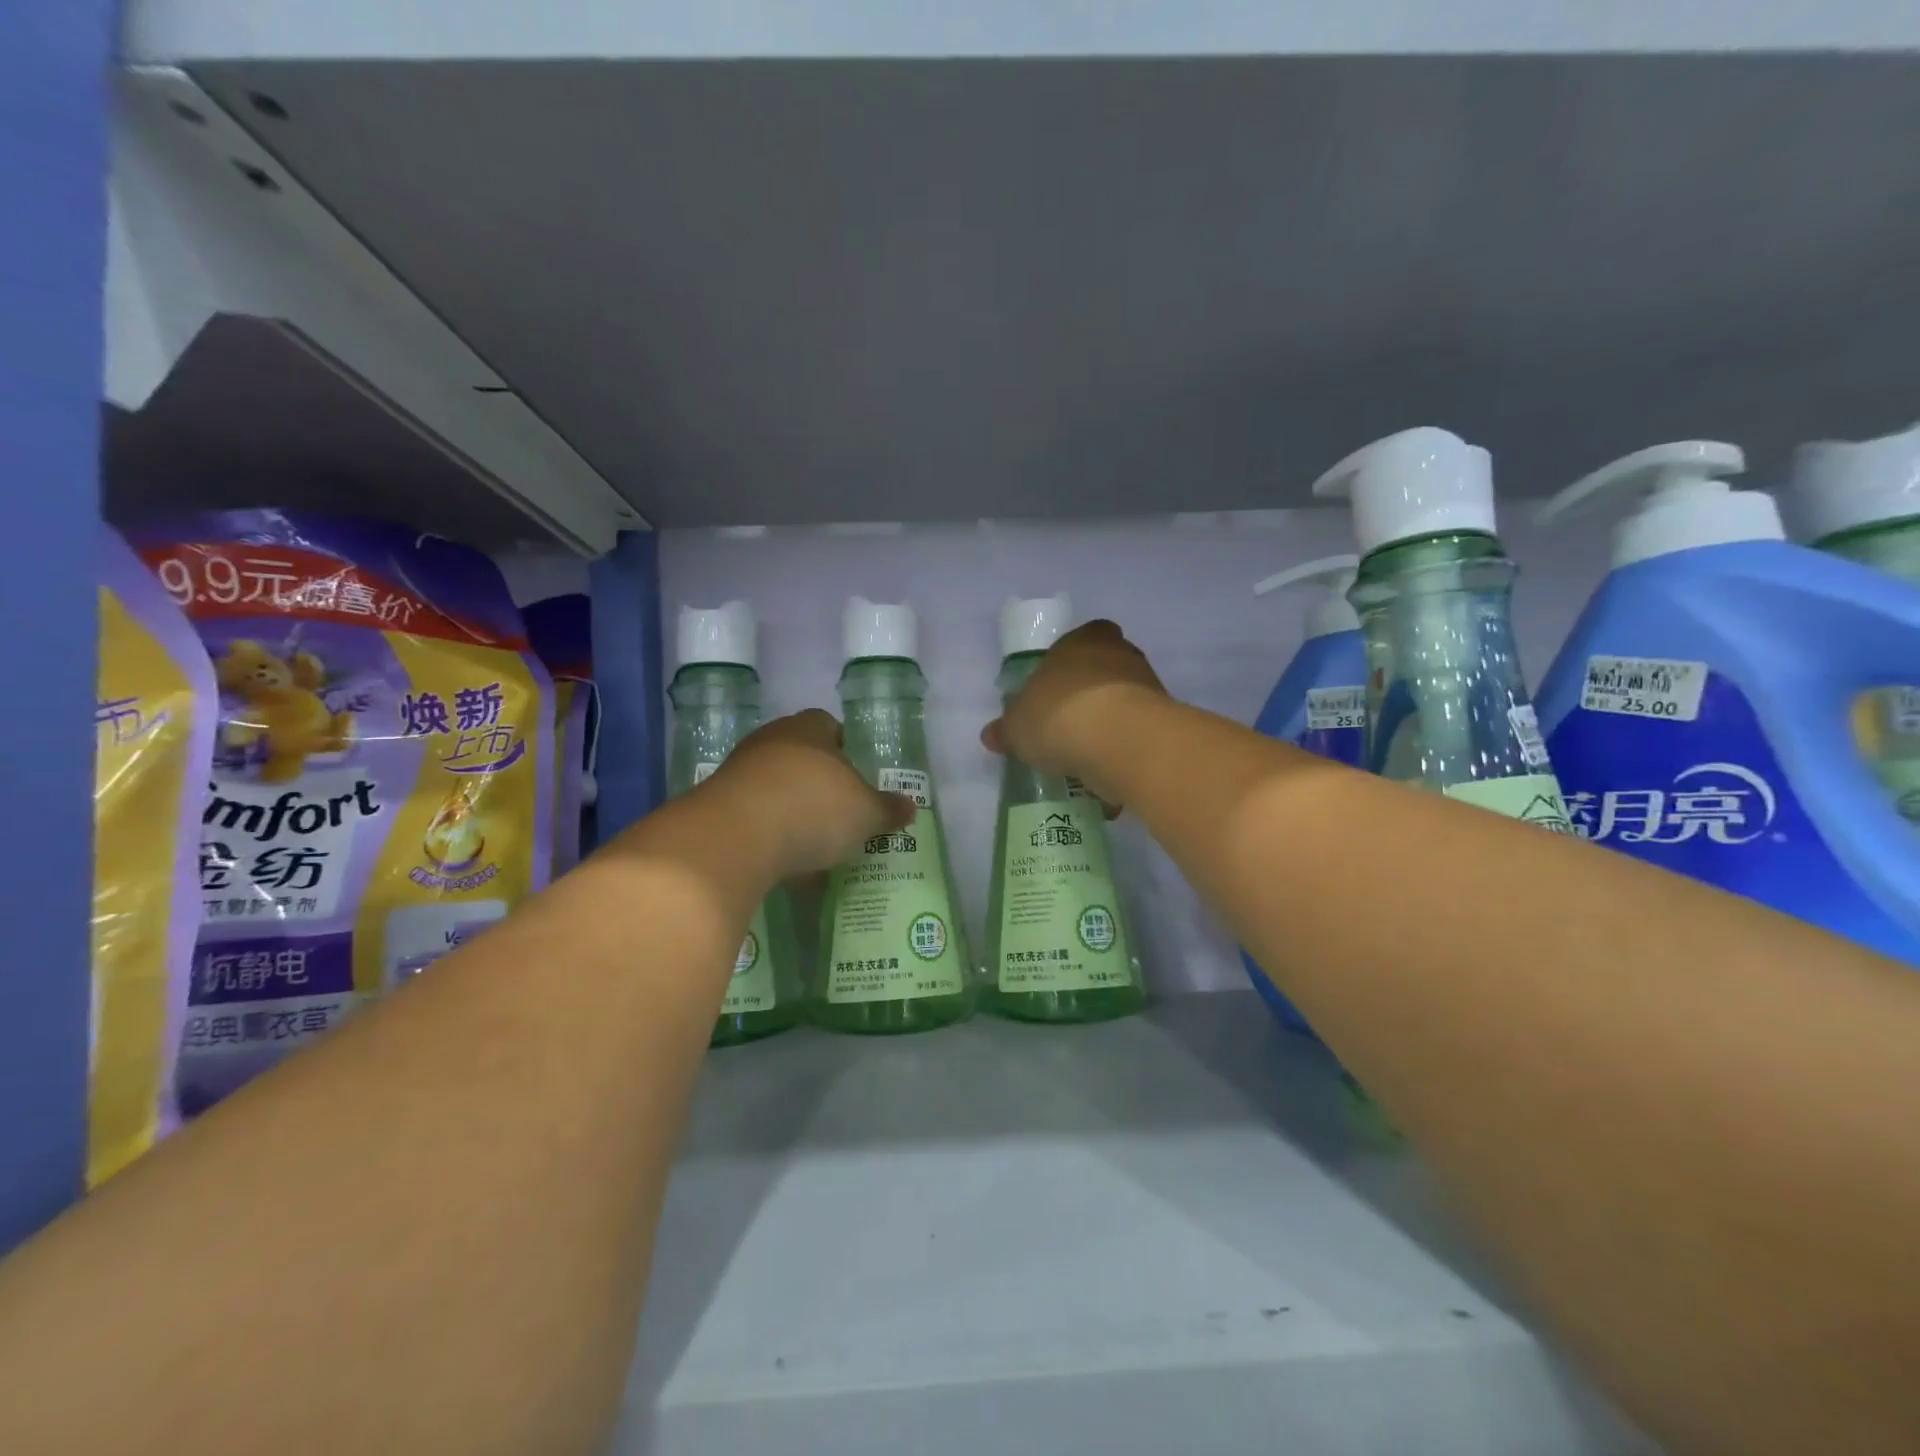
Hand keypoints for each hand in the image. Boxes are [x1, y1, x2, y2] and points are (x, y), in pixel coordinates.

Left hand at [706, 709, 915, 877]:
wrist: (735, 838)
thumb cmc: (813, 808)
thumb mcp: (865, 813)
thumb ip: (887, 809)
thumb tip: (909, 806)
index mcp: (809, 728)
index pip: (830, 726)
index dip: (846, 749)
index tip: (858, 778)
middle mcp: (771, 740)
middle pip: (800, 755)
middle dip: (819, 783)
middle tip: (841, 812)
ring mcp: (738, 771)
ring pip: (774, 786)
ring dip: (792, 810)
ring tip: (814, 844)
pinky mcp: (716, 806)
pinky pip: (754, 816)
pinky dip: (769, 834)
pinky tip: (785, 861)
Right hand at [980, 620, 1166, 808]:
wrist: (1119, 740)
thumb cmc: (1059, 715)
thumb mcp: (1017, 726)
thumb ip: (1006, 729)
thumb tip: (991, 735)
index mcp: (1082, 640)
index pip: (1078, 640)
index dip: (1066, 665)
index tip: (1053, 693)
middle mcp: (1121, 653)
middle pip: (1104, 671)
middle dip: (1089, 697)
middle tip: (1067, 728)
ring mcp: (1149, 686)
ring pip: (1124, 704)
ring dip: (1109, 727)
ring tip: (1086, 761)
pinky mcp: (1166, 721)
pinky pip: (1138, 735)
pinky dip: (1125, 752)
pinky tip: (1108, 777)